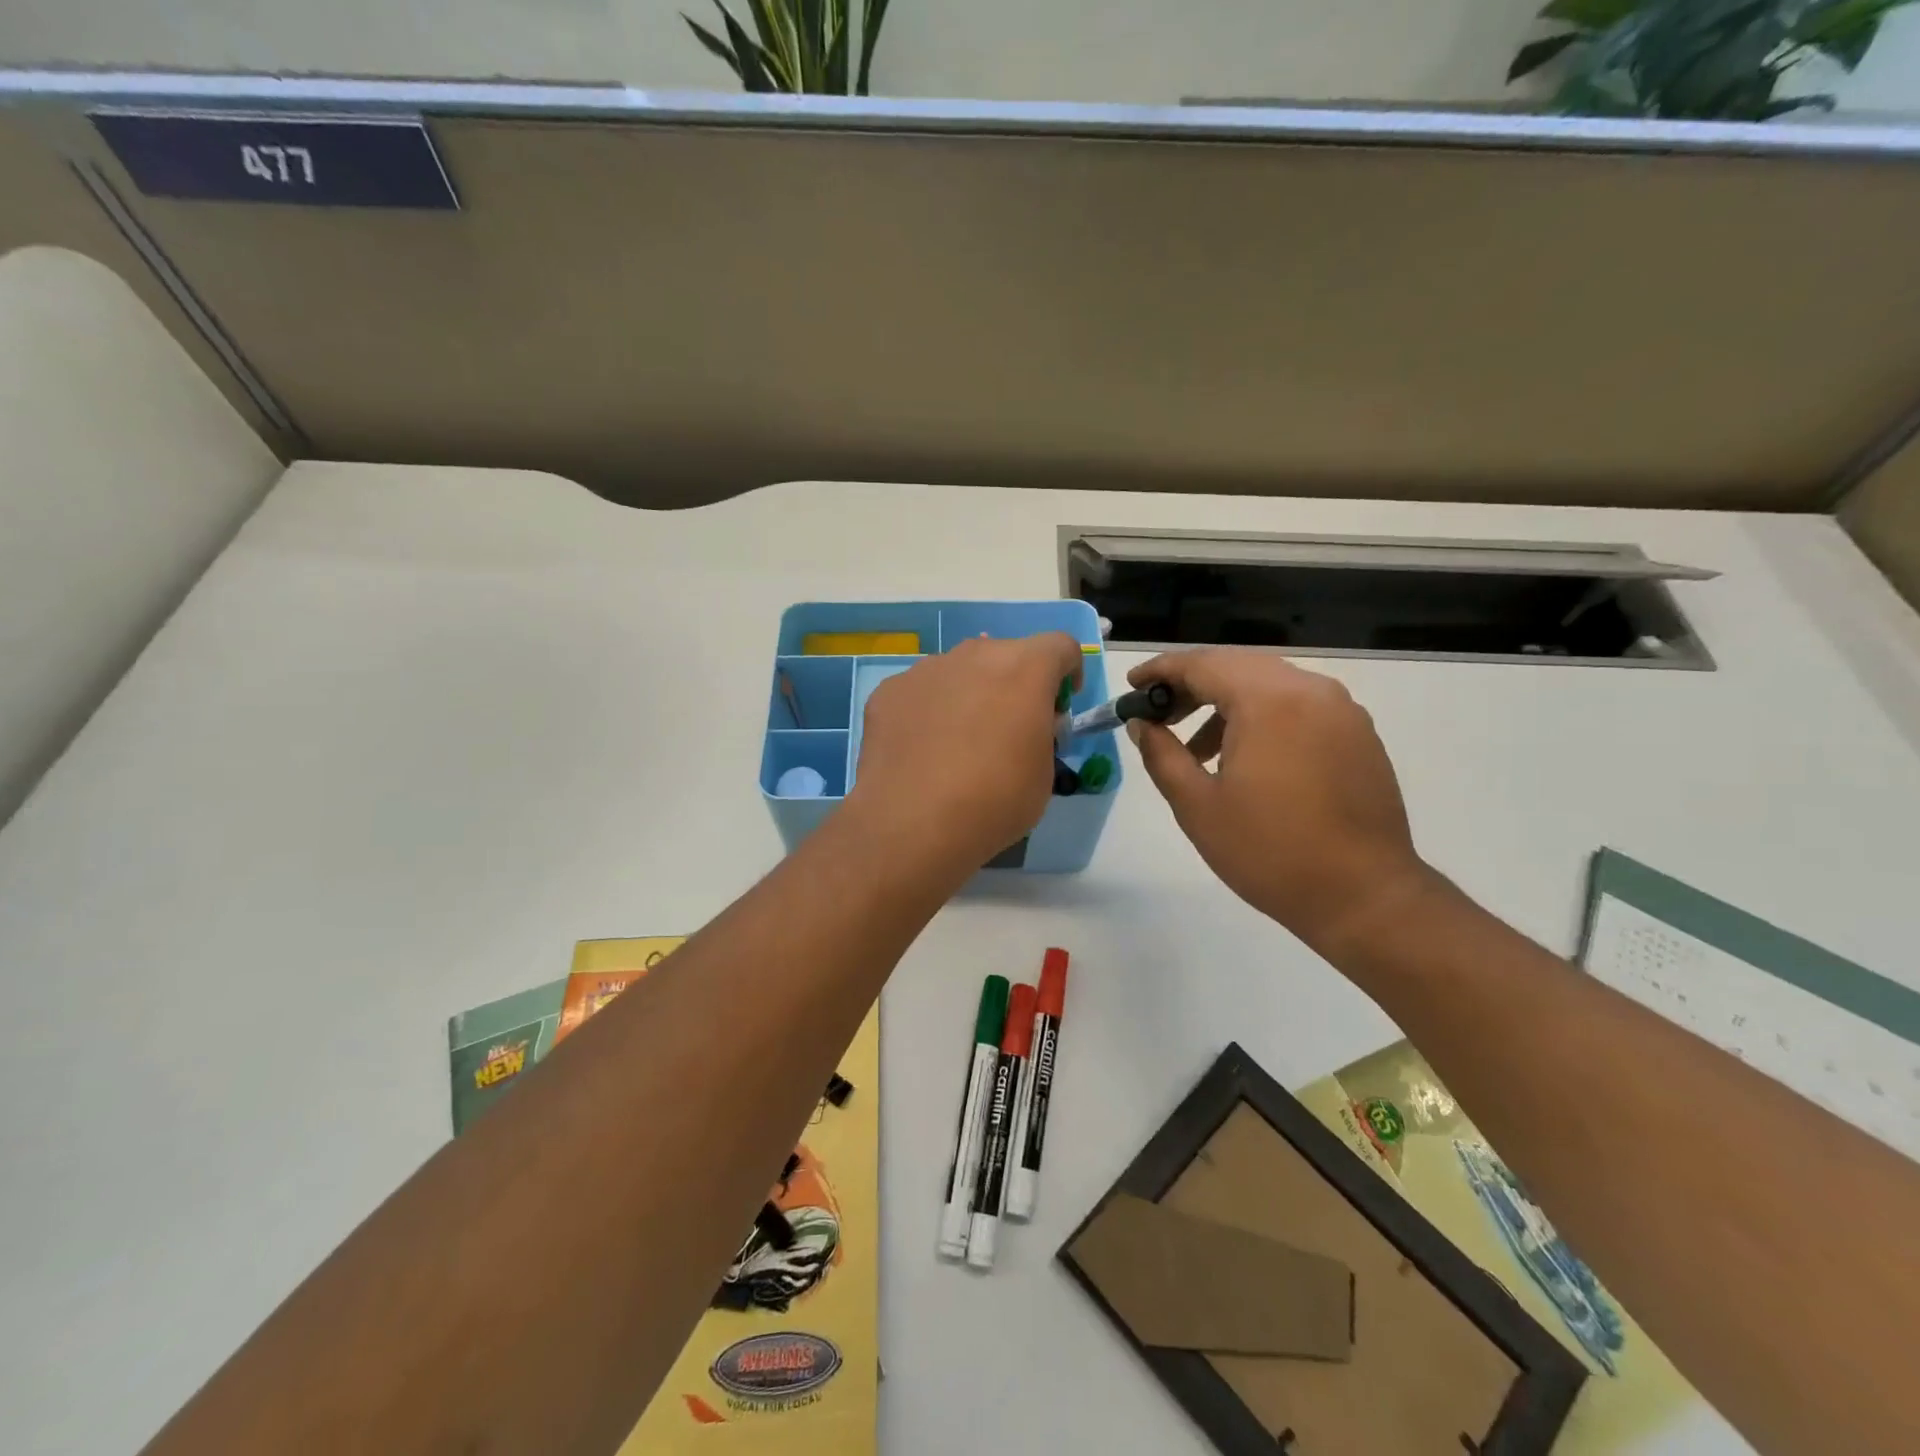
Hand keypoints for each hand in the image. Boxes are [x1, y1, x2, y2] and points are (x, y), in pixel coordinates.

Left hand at [847, 633, 1082, 878]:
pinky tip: (921, 751)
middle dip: (1014, 683)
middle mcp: (974, 656)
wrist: (913, 822)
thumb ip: (1041, 734)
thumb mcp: (1043, 774)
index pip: (1060, 646)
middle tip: (1009, 727)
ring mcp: (926, 669)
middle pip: (1004, 654)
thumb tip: (1026, 725)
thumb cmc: (994, 800)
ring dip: (968, 694)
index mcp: (1024, 669)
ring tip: (958, 741)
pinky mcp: (889, 691)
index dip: (1067, 670)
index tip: (1060, 704)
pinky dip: (928, 712)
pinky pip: (919, 692)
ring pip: (958, 671)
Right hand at [1126, 649, 1432, 953]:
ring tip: (1198, 750)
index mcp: (1268, 701)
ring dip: (1226, 703)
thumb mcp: (1197, 805)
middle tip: (1158, 715)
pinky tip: (1247, 758)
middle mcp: (1310, 690)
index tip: (1131, 686)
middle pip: (1237, 666)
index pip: (1202, 664)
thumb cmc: (1269, 851)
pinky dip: (1262, 716)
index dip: (1161, 671)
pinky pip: (1299, 705)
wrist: (1364, 896)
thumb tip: (1141, 724)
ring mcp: (1341, 710)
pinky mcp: (1358, 733)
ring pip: (1269, 684)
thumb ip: (1162, 754)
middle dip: (1192, 685)